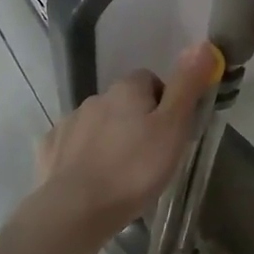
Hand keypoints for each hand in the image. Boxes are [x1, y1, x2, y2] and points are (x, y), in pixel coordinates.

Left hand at [36, 43, 216, 233]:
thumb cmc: (134, 169)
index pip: (151, 80)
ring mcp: (69, 123)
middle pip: (124, 102)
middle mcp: (95, 98)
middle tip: (151, 157)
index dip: (165, 103)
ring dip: (111, 138)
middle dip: (136, 122)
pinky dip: (84, 156)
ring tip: (122, 173)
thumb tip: (202, 44)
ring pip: (99, 123)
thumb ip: (187, 86)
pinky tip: (92, 179)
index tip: (171, 132)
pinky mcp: (50, 149)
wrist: (76, 209)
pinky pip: (73, 145)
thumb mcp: (173, 127)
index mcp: (126, 89)